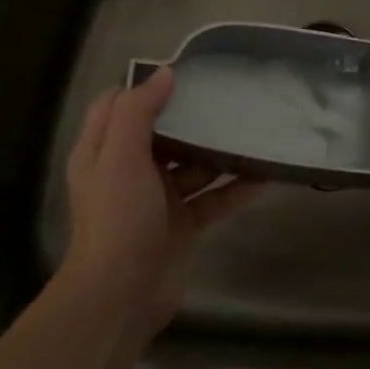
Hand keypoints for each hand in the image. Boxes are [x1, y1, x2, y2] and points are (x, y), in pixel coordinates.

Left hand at [62, 67, 261, 332]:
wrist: (120, 297)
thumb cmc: (118, 218)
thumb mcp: (120, 158)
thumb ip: (138, 113)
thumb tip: (164, 72)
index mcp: (103, 153)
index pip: (118, 107)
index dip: (145, 87)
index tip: (186, 72)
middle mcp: (128, 173)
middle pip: (162, 134)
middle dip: (193, 116)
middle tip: (231, 95)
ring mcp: (157, 201)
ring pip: (193, 165)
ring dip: (220, 151)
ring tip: (255, 130)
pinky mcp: (182, 225)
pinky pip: (214, 198)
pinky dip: (237, 188)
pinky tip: (266, 175)